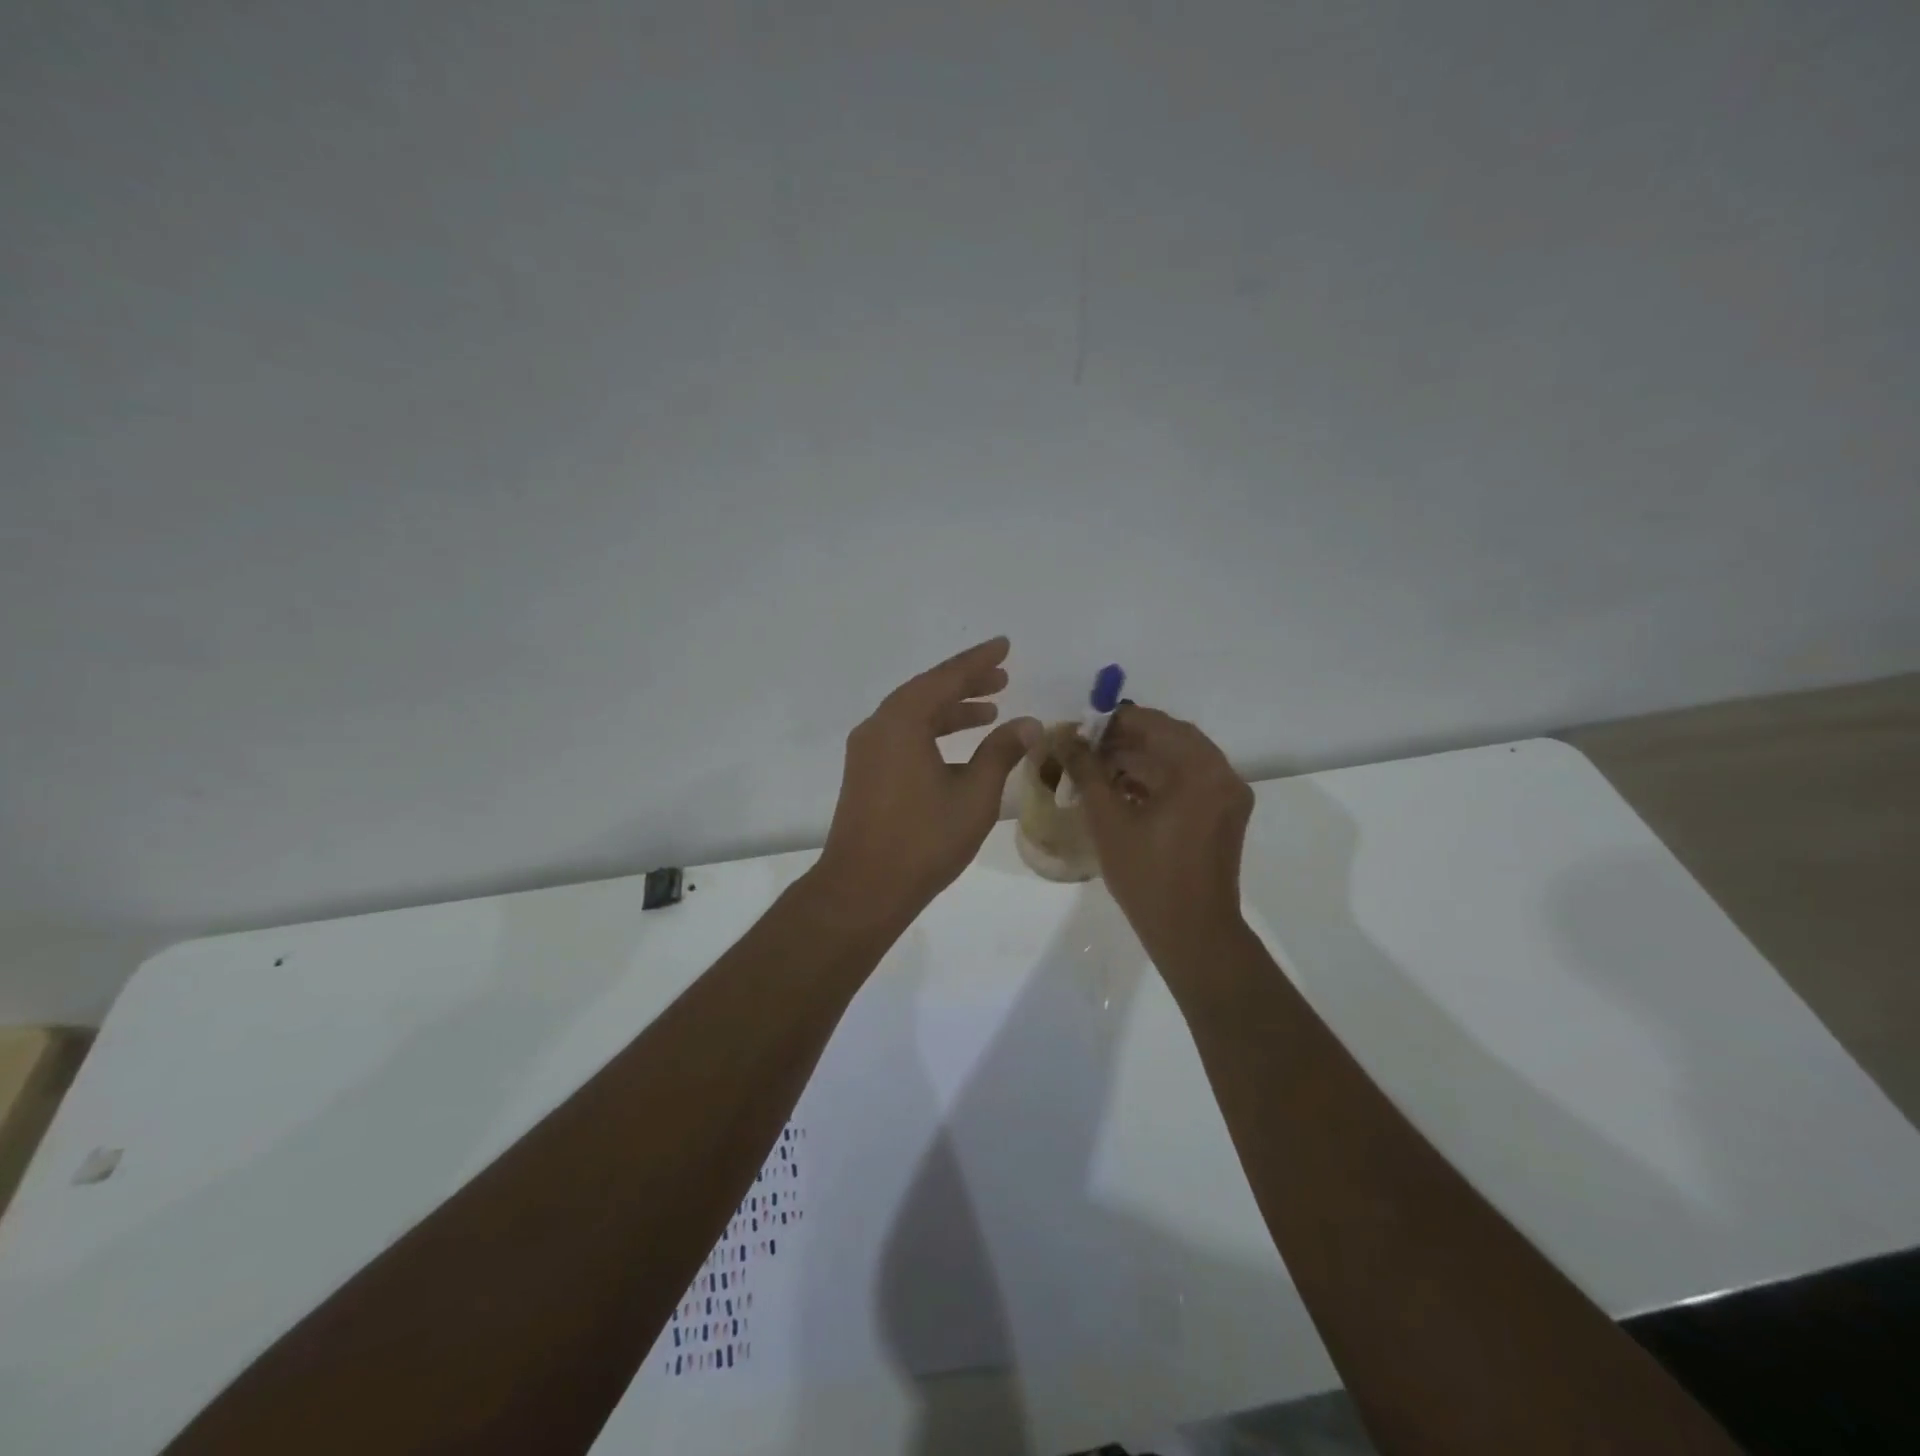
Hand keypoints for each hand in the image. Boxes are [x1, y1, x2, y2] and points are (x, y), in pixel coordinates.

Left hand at [812, 637, 1039, 931]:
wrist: (863, 888)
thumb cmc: (923, 840)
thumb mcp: (974, 794)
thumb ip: (1001, 752)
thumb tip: (1028, 723)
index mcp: (902, 721)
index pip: (946, 678)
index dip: (979, 661)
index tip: (1004, 645)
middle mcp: (879, 726)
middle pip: (927, 691)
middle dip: (966, 683)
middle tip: (1002, 678)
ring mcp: (867, 751)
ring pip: (913, 715)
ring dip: (950, 709)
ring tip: (989, 711)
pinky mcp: (865, 773)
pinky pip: (903, 736)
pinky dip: (932, 731)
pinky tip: (957, 749)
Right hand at [1060, 706, 1253, 959]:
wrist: (1193, 934)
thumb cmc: (1148, 877)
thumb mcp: (1108, 820)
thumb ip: (1086, 772)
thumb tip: (1064, 739)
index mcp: (1199, 770)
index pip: (1153, 723)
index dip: (1112, 722)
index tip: (1078, 730)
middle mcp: (1222, 774)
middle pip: (1169, 738)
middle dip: (1124, 740)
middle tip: (1084, 749)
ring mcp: (1227, 795)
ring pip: (1178, 760)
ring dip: (1139, 759)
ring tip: (1096, 770)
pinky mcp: (1223, 815)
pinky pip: (1188, 781)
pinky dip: (1157, 779)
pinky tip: (1121, 789)